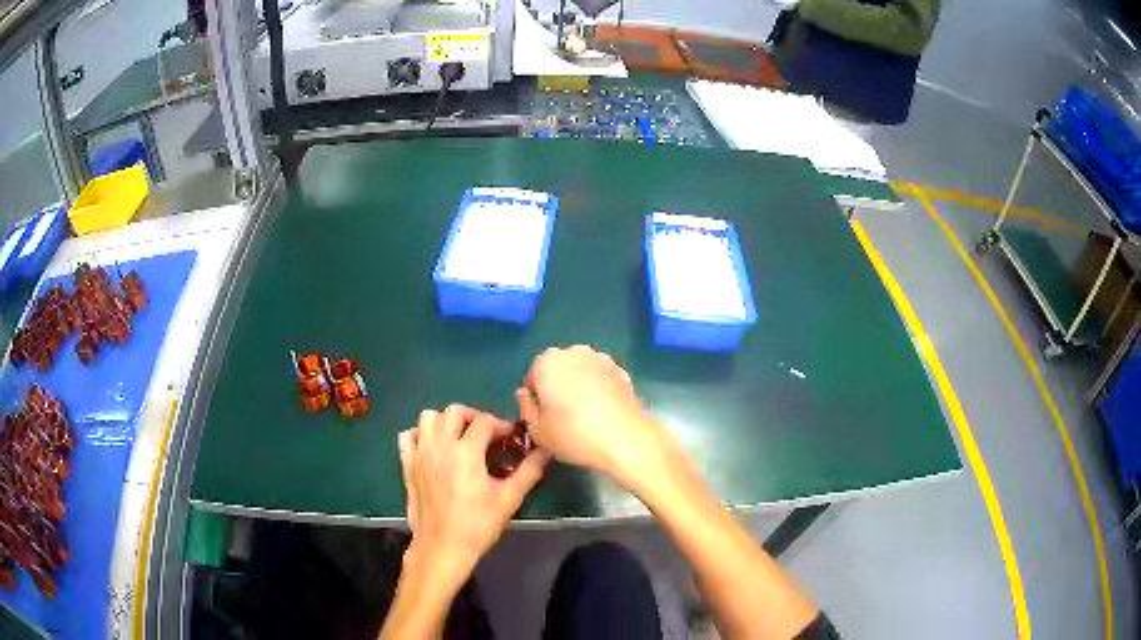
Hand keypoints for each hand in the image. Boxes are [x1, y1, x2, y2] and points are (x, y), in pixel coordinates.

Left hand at [398, 405, 549, 581]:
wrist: (442, 547)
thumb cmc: (478, 524)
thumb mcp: (509, 499)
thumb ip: (529, 472)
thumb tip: (546, 452)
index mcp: (466, 451)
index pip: (485, 422)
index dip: (502, 425)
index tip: (512, 437)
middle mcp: (440, 445)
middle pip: (454, 411)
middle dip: (474, 417)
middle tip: (487, 434)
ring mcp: (420, 454)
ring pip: (429, 418)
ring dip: (446, 422)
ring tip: (459, 438)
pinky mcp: (407, 465)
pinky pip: (408, 436)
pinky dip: (421, 435)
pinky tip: (433, 449)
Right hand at [517, 345, 680, 486]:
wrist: (626, 439)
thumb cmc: (574, 435)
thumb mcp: (537, 430)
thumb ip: (526, 408)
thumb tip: (526, 394)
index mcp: (547, 362)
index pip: (532, 379)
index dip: (535, 401)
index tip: (542, 420)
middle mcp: (574, 352)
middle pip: (557, 371)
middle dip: (556, 389)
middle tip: (561, 418)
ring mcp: (601, 359)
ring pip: (580, 373)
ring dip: (578, 388)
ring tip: (583, 417)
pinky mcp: (621, 370)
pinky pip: (600, 379)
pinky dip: (597, 391)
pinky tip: (601, 414)